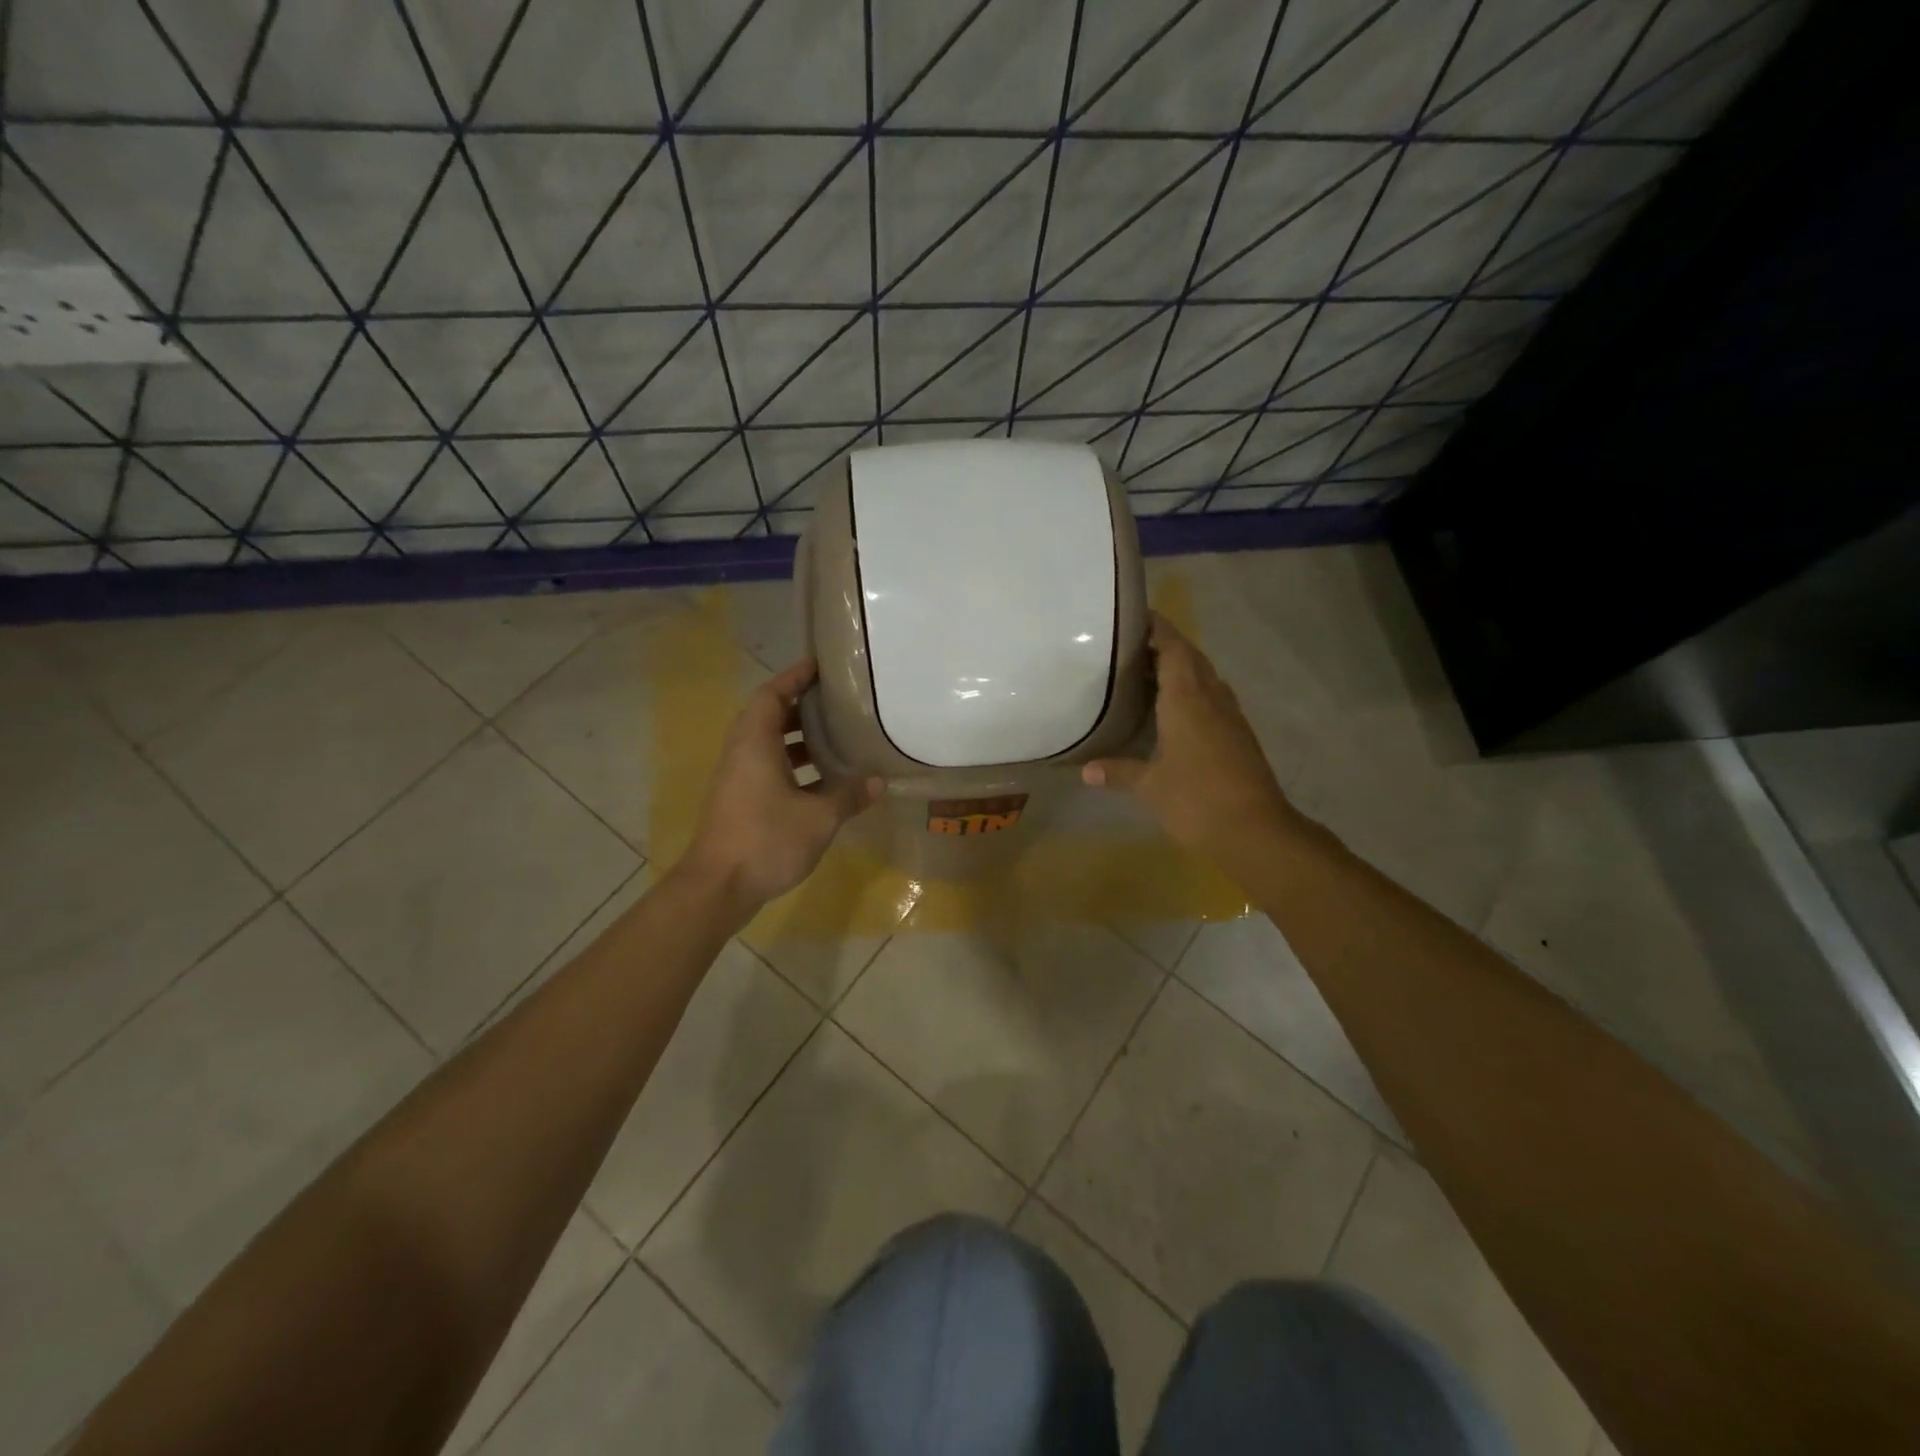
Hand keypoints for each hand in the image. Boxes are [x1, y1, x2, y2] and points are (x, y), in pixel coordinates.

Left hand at [680, 659, 881, 909]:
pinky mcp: (739, 801)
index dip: (794, 677)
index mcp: (755, 743)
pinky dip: (793, 765)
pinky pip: (767, 768)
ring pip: (768, 745)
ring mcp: (738, 779)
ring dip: (798, 738)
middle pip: (769, 716)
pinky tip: (822, 781)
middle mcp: (742, 753)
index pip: (772, 695)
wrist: (717, 887)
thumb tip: (878, 781)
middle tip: (836, 702)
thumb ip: (848, 795)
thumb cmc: (766, 840)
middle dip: (801, 706)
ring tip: (835, 737)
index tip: (820, 666)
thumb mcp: (818, 817)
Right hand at [1082, 614, 1302, 867]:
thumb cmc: (1196, 800)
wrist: (1256, 831)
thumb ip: (1118, 771)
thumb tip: (1086, 770)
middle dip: (1165, 645)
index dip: (1157, 628)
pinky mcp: (1239, 735)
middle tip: (1132, 645)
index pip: (1173, 648)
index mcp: (1187, 698)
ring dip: (1181, 667)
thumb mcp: (1149, 786)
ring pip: (1205, 677)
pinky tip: (1174, 709)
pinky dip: (1192, 690)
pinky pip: (1213, 697)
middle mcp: (1211, 698)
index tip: (1136, 616)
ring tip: (1148, 672)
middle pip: (1191, 657)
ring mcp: (1230, 715)